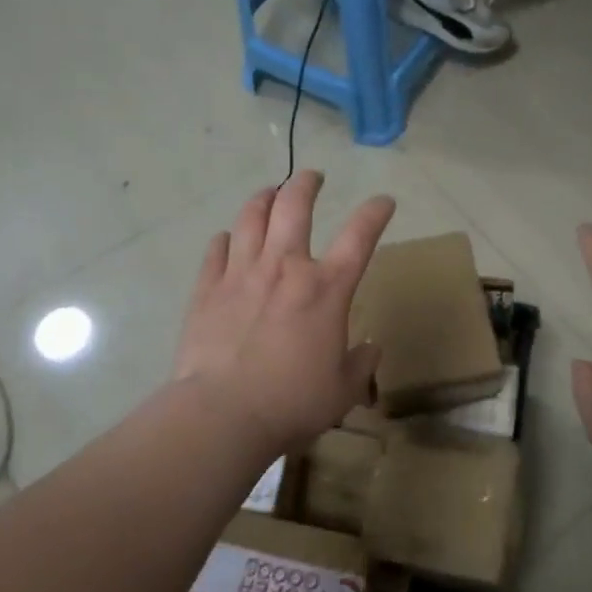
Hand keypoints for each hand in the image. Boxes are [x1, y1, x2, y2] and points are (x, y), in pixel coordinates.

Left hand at [173, 171, 395, 455]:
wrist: (222, 414)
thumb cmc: (293, 402)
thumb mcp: (344, 389)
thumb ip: (362, 364)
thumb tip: (370, 349)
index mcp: (326, 289)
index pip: (360, 236)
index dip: (375, 212)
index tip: (384, 201)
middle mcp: (285, 268)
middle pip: (295, 205)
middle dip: (306, 183)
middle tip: (312, 176)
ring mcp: (241, 274)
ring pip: (251, 217)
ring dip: (263, 198)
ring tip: (269, 193)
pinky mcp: (207, 289)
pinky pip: (216, 250)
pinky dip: (225, 239)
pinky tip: (227, 238)